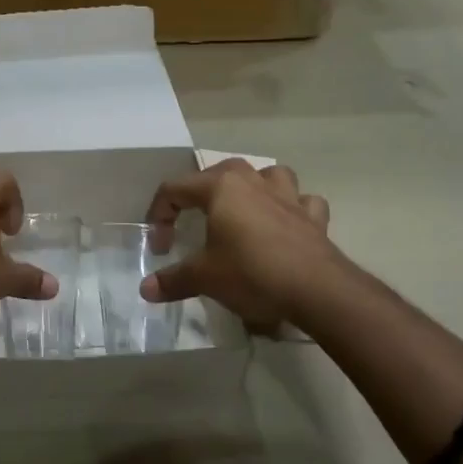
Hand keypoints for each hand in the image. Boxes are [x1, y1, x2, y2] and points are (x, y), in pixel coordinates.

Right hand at [140, 160, 349, 331]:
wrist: (316, 290)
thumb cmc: (252, 273)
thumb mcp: (204, 278)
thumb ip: (173, 280)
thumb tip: (145, 289)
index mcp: (221, 187)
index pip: (175, 189)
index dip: (160, 215)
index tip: (160, 246)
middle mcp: (253, 181)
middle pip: (220, 172)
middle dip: (201, 193)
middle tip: (193, 220)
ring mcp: (288, 196)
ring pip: (269, 175)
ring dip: (256, 187)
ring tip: (246, 209)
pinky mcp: (314, 217)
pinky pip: (303, 202)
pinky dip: (295, 209)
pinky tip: (288, 224)